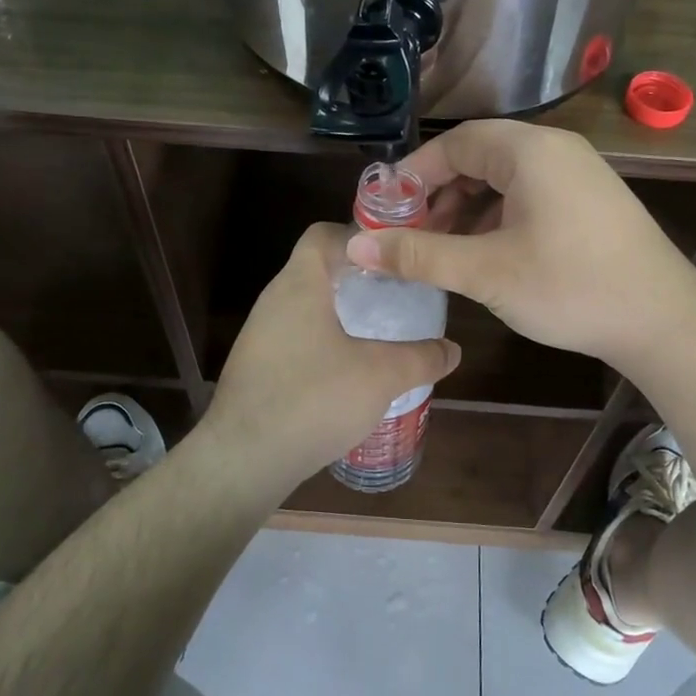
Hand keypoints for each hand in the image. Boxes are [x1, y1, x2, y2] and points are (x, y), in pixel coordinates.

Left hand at [201, 223, 460, 491]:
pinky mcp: (256, 368)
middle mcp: (274, 301)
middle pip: (317, 270)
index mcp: (300, 285)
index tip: (393, 257)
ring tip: (380, 334)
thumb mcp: (380, 377)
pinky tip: (349, 374)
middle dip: (358, 279)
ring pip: (307, 308)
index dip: (359, 236)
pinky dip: (324, 343)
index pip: (323, 235)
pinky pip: (296, 339)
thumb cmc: (313, 400)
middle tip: (397, 296)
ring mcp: (260, 336)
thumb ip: (422, 359)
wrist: (243, 461)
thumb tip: (452, 350)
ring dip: (341, 314)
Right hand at [344, 120, 695, 367]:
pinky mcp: (590, 201)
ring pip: (505, 179)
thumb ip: (418, 255)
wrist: (663, 321)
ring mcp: (579, 174)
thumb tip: (356, 246)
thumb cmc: (569, 287)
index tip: (386, 210)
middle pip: (480, 157)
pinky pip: (530, 195)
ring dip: (467, 209)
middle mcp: (556, 150)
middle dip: (439, 194)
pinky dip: (498, 217)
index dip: (414, 174)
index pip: (455, 144)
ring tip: (443, 250)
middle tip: (411, 234)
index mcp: (529, 151)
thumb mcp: (485, 271)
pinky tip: (486, 254)